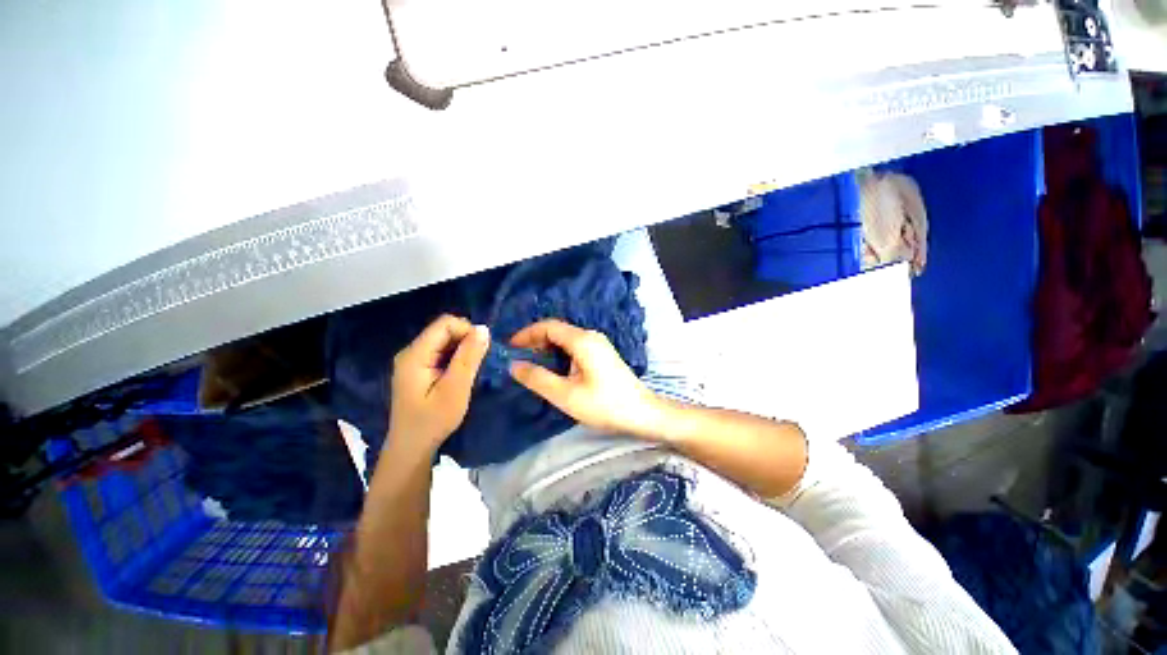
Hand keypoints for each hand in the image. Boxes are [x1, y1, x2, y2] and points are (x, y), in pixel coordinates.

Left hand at [389, 315, 489, 452]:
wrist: (412, 448)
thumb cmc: (433, 421)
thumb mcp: (455, 389)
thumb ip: (469, 358)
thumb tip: (483, 329)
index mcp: (415, 354)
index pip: (445, 323)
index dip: (467, 331)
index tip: (481, 352)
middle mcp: (411, 352)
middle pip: (444, 330)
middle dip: (466, 341)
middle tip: (478, 364)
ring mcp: (414, 360)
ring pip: (445, 341)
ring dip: (463, 350)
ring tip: (471, 371)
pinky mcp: (420, 369)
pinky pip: (442, 352)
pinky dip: (457, 358)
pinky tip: (461, 375)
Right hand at [508, 319, 662, 437]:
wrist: (642, 413)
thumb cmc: (604, 404)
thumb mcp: (565, 395)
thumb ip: (537, 378)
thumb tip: (514, 365)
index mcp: (582, 340)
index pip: (548, 326)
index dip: (526, 333)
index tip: (509, 347)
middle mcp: (591, 336)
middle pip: (557, 330)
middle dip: (535, 341)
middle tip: (518, 358)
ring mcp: (599, 344)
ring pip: (566, 339)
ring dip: (547, 348)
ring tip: (531, 365)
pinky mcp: (602, 354)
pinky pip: (575, 347)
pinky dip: (559, 354)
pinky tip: (553, 369)